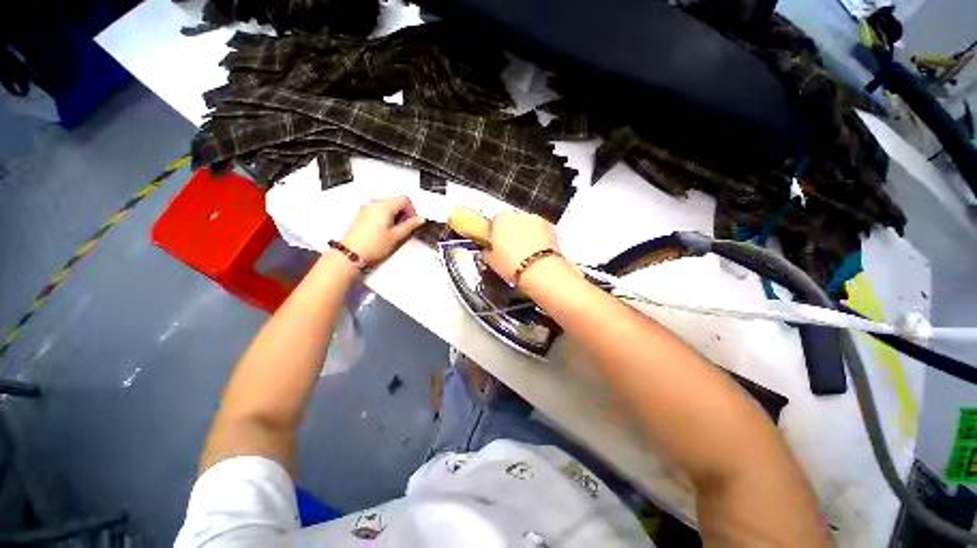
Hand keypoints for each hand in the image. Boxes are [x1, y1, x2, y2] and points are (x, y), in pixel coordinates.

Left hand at [342, 196, 425, 265]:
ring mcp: (367, 208)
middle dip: (404, 213)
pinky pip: (378, 211)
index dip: (412, 210)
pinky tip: (385, 231)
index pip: (404, 199)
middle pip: (396, 202)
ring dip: (395, 216)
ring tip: (394, 232)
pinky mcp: (362, 215)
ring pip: (387, 206)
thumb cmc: (373, 245)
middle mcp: (374, 203)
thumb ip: (410, 225)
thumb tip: (421, 219)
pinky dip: (385, 218)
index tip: (412, 222)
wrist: (351, 253)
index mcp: (384, 206)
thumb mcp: (397, 236)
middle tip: (405, 228)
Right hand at [482, 211, 560, 283]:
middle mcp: (519, 215)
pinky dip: (539, 240)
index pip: (495, 221)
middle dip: (512, 233)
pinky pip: (541, 233)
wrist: (540, 272)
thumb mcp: (491, 261)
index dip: (495, 234)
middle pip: (513, 222)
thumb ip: (487, 251)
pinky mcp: (551, 229)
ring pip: (528, 226)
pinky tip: (536, 255)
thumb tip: (487, 251)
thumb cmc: (514, 264)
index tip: (496, 244)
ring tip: (524, 255)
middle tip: (510, 251)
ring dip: (527, 236)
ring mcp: (537, 221)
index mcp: (501, 219)